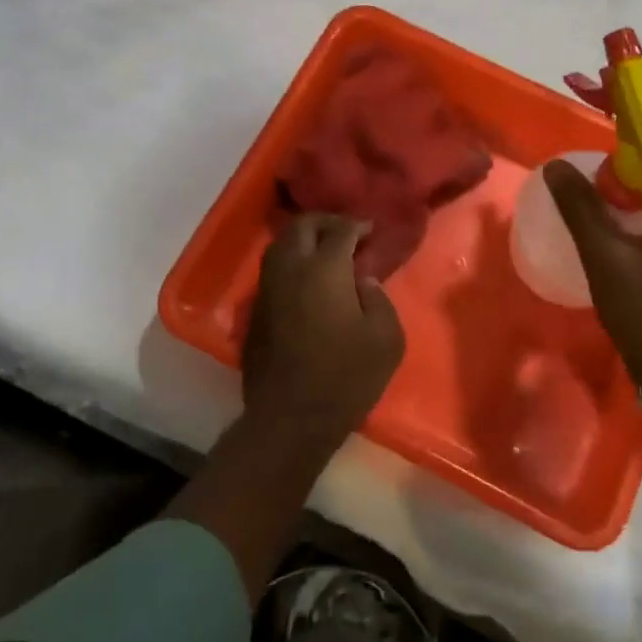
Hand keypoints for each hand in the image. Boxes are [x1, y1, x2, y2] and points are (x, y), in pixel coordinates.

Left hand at [241, 213, 406, 448]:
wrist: (290, 419)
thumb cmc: (346, 377)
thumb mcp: (386, 339)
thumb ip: (379, 299)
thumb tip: (362, 281)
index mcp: (324, 269)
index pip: (340, 230)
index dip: (358, 225)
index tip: (371, 230)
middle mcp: (290, 269)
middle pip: (302, 226)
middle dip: (325, 222)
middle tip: (346, 232)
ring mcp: (267, 291)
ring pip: (280, 246)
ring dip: (303, 241)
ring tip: (325, 253)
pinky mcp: (255, 313)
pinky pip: (272, 273)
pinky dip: (291, 265)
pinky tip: (307, 282)